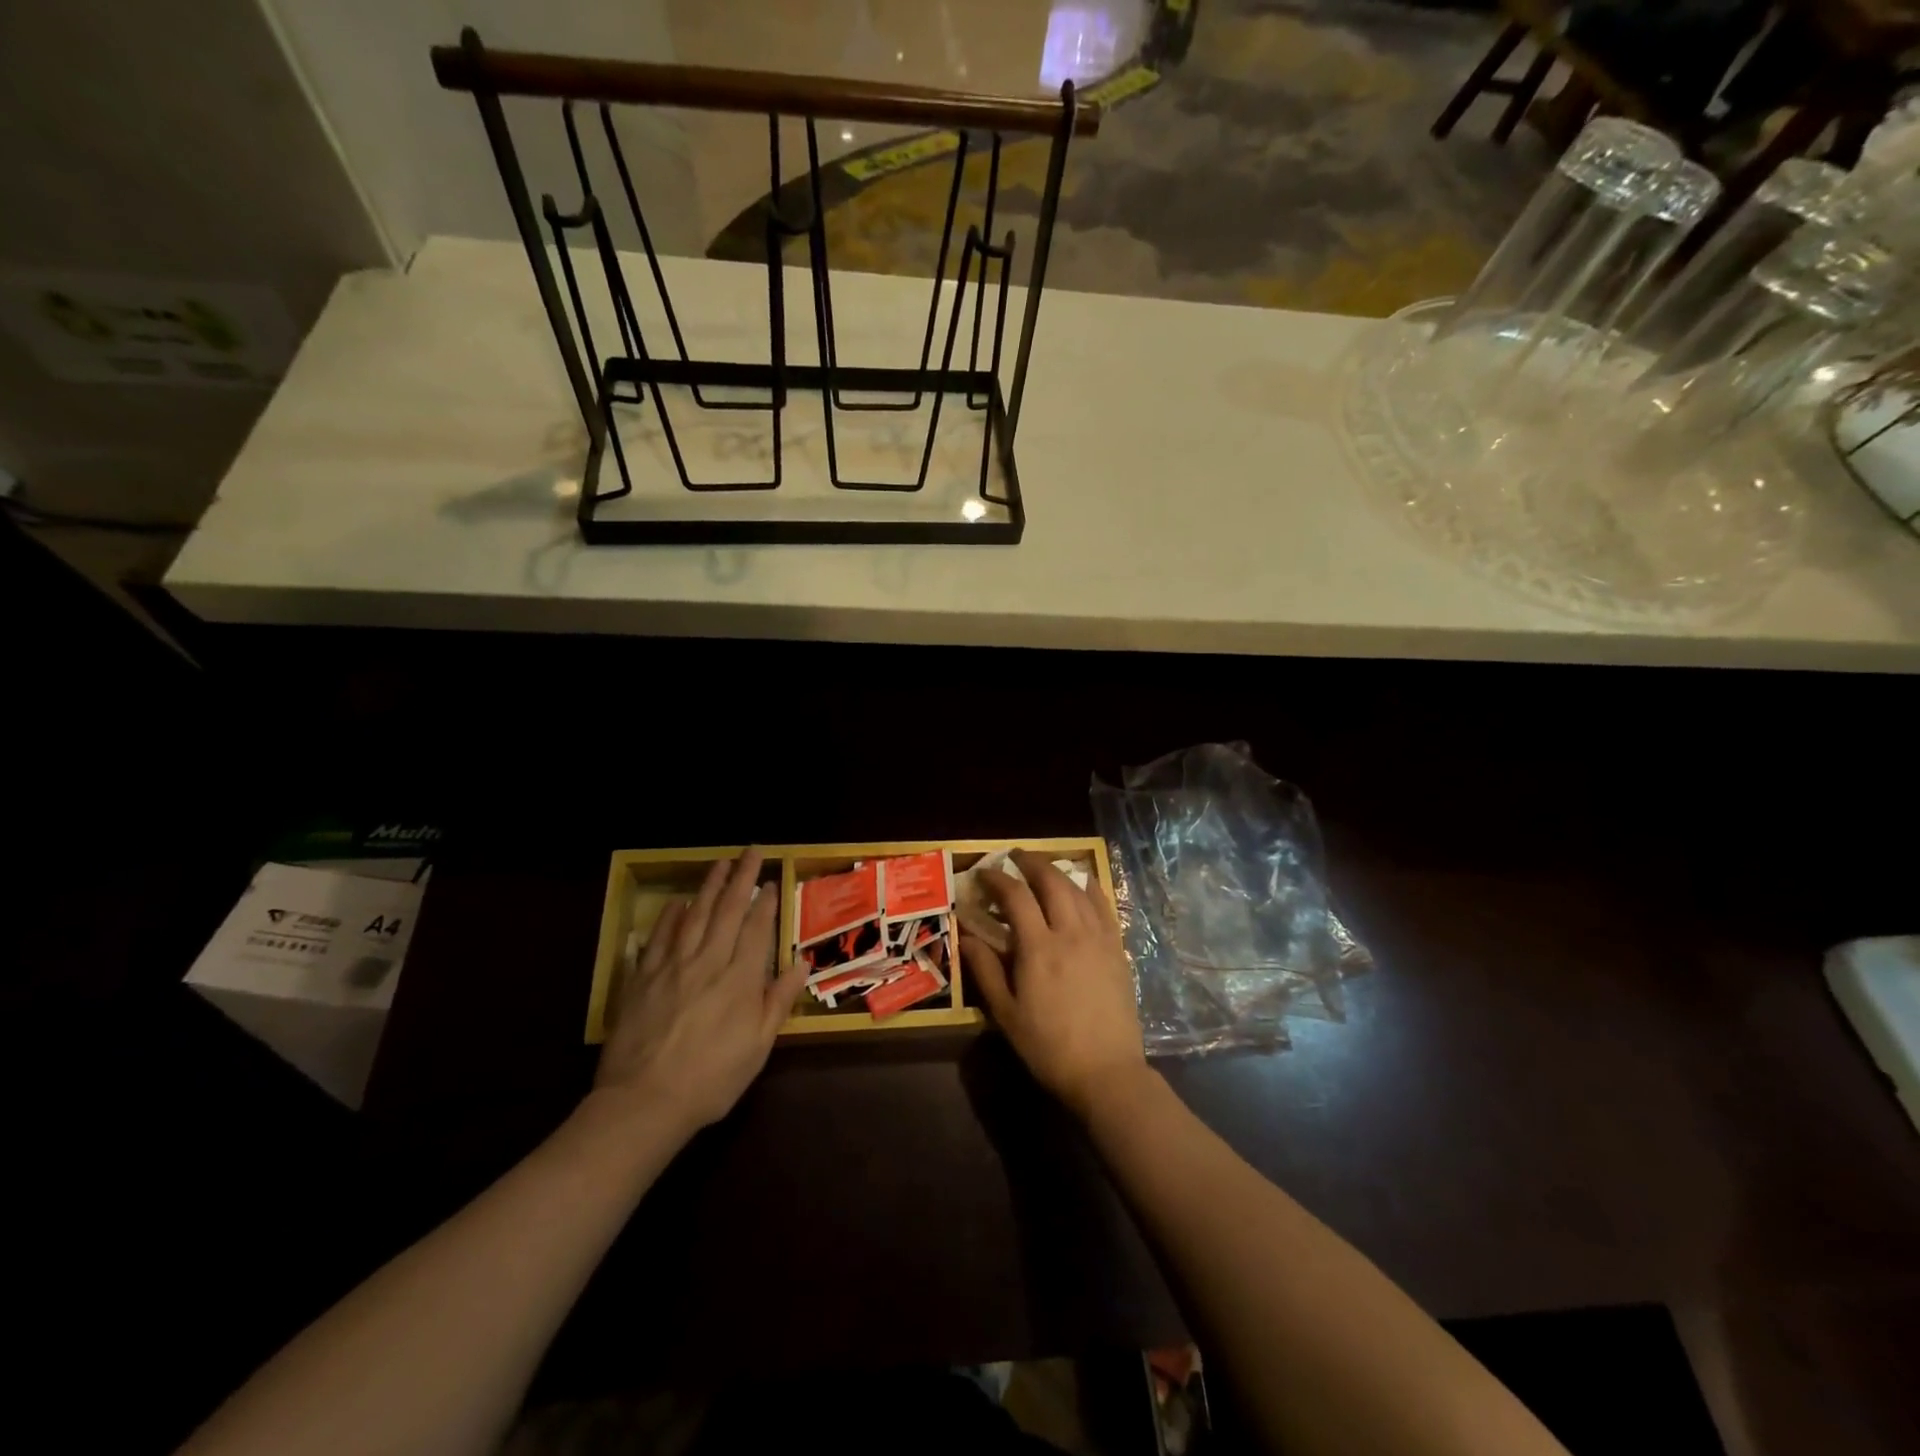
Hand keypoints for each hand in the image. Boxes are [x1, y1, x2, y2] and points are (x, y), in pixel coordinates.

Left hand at [594, 851, 803, 1136]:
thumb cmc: (712, 1079)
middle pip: (729, 911)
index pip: (757, 929)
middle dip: (742, 878)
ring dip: (710, 886)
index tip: (772, 880)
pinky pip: (659, 938)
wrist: (644, 1103)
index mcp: (740, 980)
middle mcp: (708, 963)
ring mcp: (673, 967)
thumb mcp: (758, 1047)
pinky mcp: (643, 979)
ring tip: (721, 862)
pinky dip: (670, 917)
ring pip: (695, 916)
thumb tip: (801, 962)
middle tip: (751, 851)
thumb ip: (778, 1001)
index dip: (766, 902)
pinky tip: (679, 902)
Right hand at [960, 851, 1147, 1118]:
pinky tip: (1084, 884)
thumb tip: (965, 936)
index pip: (1016, 897)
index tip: (984, 873)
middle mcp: (1070, 933)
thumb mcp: (1006, 1013)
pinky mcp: (1118, 949)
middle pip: (1052, 882)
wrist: (1106, 1072)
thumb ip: (986, 969)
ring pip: (1079, 890)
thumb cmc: (1048, 1047)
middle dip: (1031, 863)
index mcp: (1039, 948)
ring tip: (1044, 868)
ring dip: (1059, 872)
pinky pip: (1105, 907)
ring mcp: (1099, 938)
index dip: (997, 879)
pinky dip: (1091, 888)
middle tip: (1016, 857)